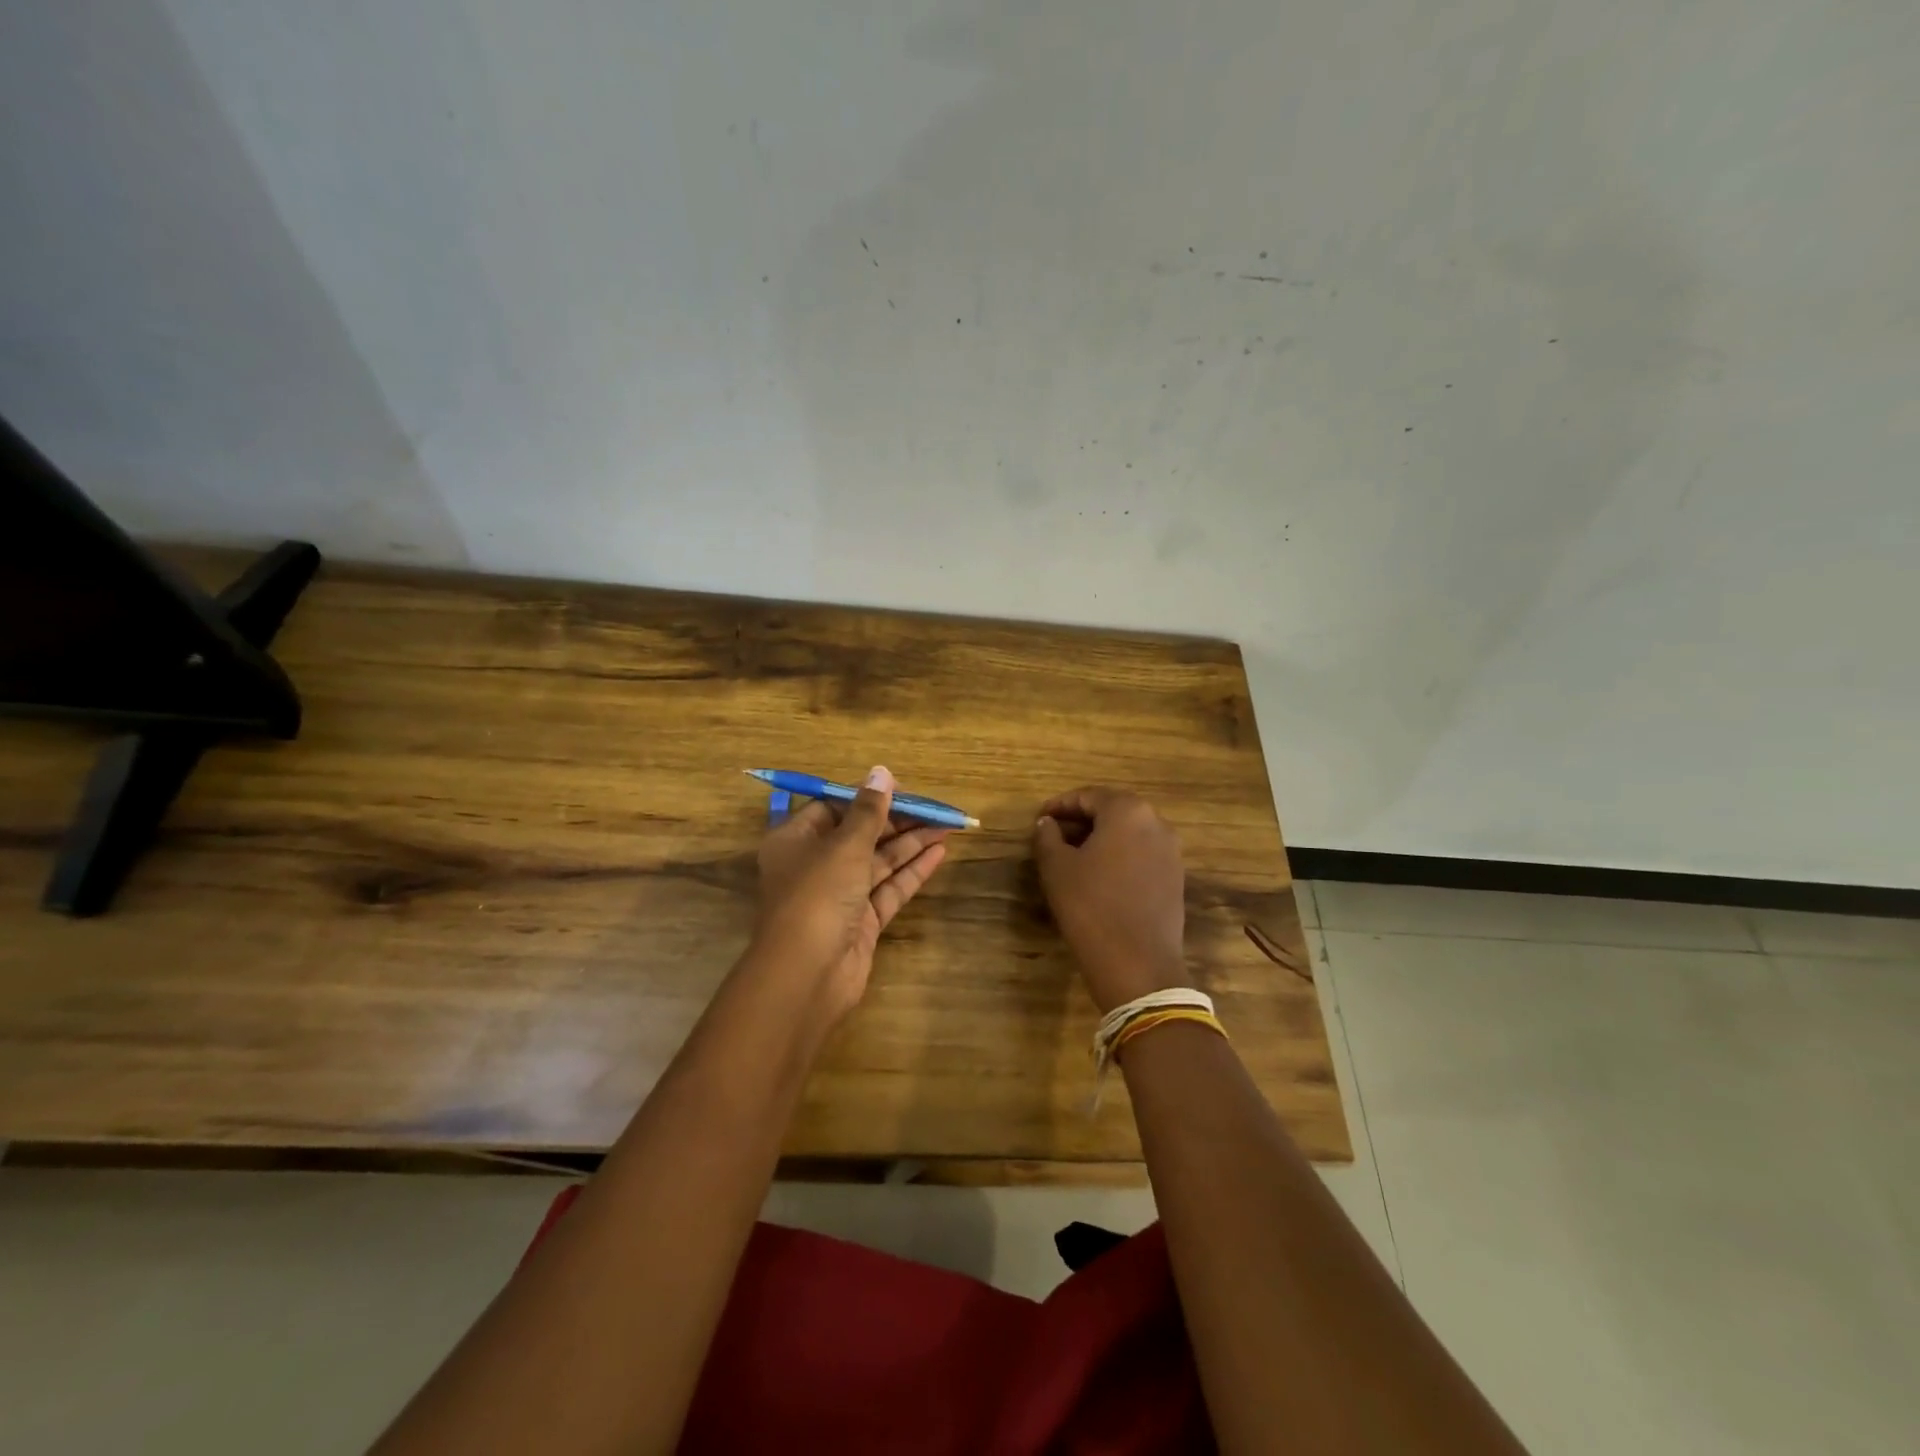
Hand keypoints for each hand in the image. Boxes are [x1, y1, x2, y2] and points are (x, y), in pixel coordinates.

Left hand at [750, 766, 948, 1023]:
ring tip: (947, 824)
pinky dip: (912, 871)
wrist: (807, 975)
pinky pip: (888, 888)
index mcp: (795, 840)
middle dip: (896, 820)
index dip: (866, 797)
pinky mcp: (860, 922)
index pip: (832, 808)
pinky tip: (940, 852)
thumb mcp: (845, 845)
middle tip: (934, 807)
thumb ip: (869, 810)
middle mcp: (814, 865)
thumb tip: (882, 771)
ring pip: (878, 861)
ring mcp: (838, 896)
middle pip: (859, 834)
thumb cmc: (817, 895)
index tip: (901, 789)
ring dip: (910, 843)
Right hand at [1033, 787, 1186, 1011]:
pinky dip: (1119, 856)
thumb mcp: (1057, 868)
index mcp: (1128, 811)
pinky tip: (1099, 877)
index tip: (1039, 818)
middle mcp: (1156, 823)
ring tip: (1073, 856)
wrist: (1138, 964)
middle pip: (1113, 811)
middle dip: (1082, 820)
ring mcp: (1171, 852)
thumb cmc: (1090, 906)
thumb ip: (1048, 837)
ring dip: (1101, 838)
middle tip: (1054, 835)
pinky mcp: (1175, 879)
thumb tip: (1047, 823)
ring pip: (1129, 833)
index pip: (1088, 796)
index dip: (1060, 805)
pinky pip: (1142, 855)